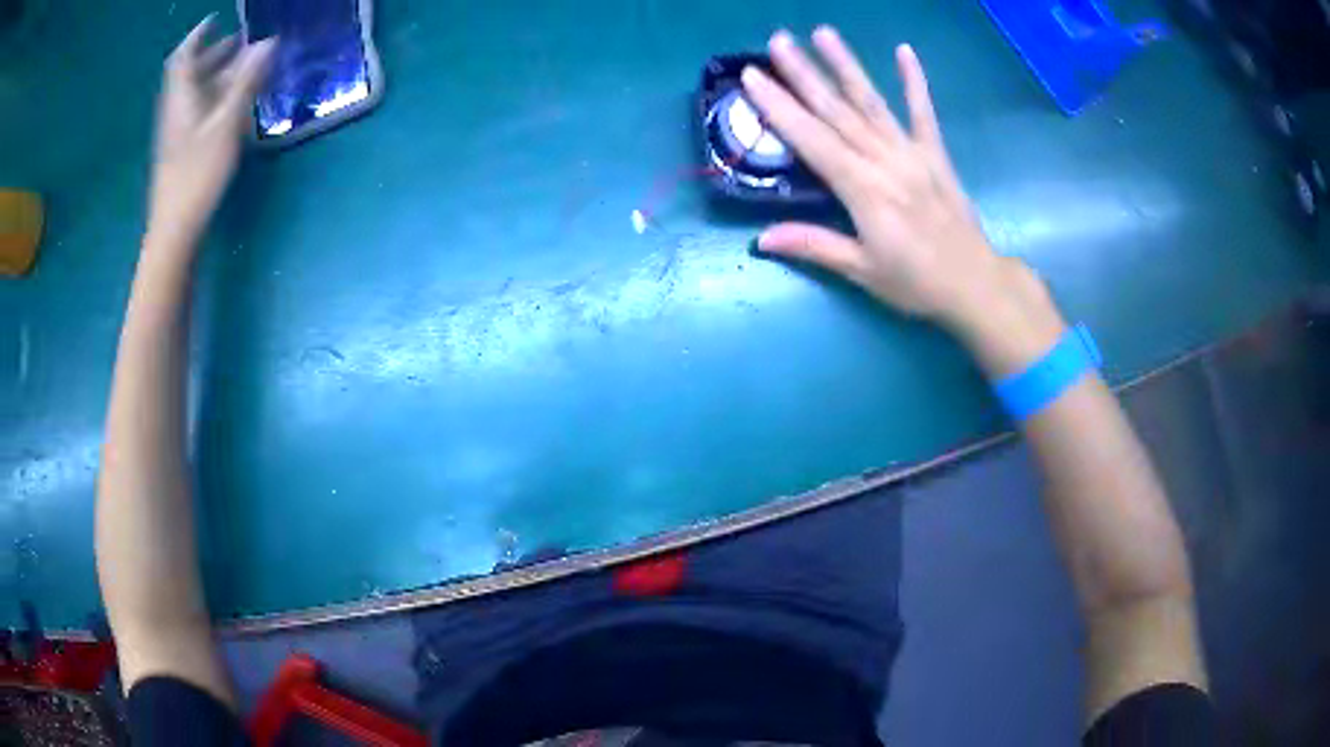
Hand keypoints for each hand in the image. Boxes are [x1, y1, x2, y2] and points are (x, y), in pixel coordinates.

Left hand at [148, 17, 275, 244]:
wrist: (174, 230)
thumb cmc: (197, 176)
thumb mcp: (225, 125)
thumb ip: (245, 82)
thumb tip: (267, 42)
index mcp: (181, 99)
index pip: (183, 57)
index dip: (198, 36)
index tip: (215, 20)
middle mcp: (176, 110)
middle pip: (191, 73)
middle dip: (215, 53)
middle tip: (241, 42)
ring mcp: (177, 132)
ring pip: (196, 93)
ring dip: (218, 76)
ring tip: (245, 68)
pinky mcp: (182, 150)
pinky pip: (199, 111)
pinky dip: (216, 98)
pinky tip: (233, 103)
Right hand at [743, 28, 1064, 373]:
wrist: (975, 284)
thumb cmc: (916, 282)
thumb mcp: (863, 271)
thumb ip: (816, 246)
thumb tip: (762, 239)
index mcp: (863, 190)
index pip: (812, 140)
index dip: (780, 107)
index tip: (753, 77)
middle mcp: (884, 161)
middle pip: (837, 111)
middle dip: (804, 73)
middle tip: (778, 40)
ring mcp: (912, 153)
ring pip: (872, 102)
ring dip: (847, 65)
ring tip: (824, 32)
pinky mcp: (935, 154)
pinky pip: (924, 112)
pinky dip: (915, 81)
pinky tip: (905, 51)